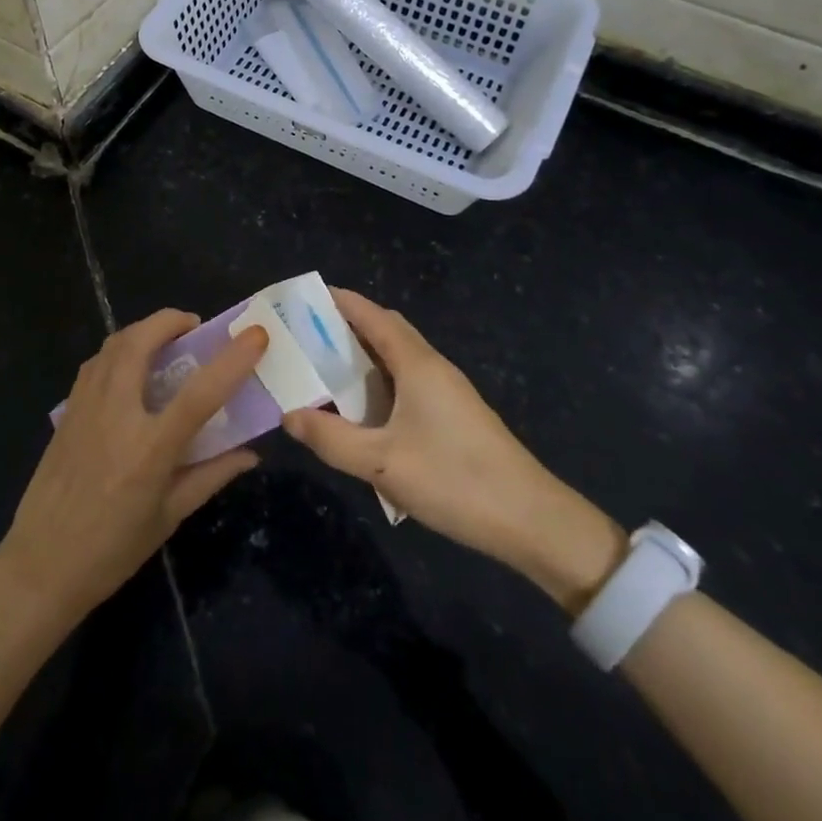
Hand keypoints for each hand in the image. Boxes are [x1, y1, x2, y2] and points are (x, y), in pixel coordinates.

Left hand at [0, 310, 267, 622]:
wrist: (40, 566)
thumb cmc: (112, 550)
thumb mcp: (169, 517)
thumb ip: (211, 476)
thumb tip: (251, 453)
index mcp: (149, 448)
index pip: (200, 393)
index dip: (232, 360)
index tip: (256, 335)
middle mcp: (116, 414)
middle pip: (142, 342)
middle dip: (171, 321)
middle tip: (195, 327)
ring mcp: (85, 407)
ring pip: (114, 344)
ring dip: (144, 331)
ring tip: (165, 341)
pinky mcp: (67, 410)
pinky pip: (95, 363)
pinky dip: (118, 350)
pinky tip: (130, 368)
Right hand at [282, 289, 626, 611]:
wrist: (532, 521)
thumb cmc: (454, 480)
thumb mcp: (382, 463)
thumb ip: (332, 438)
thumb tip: (289, 415)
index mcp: (417, 364)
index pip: (374, 316)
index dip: (341, 302)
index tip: (306, 299)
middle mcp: (434, 367)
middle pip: (387, 331)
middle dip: (348, 327)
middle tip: (308, 338)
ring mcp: (449, 392)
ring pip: (399, 359)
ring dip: (365, 357)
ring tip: (326, 371)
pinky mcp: (456, 416)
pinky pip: (409, 382)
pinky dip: (381, 382)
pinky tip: (365, 412)